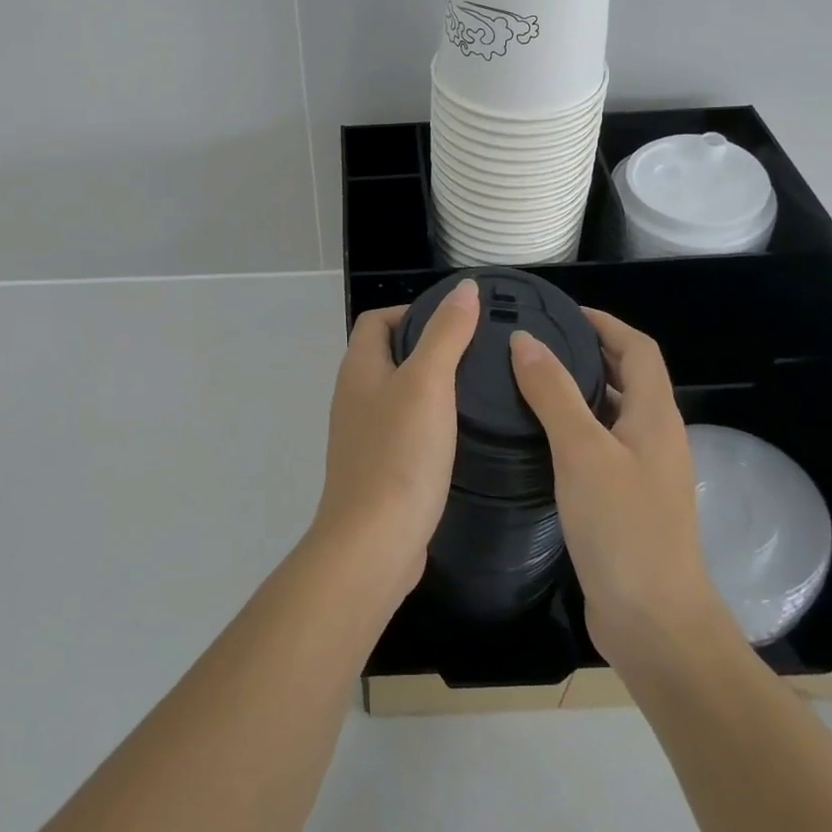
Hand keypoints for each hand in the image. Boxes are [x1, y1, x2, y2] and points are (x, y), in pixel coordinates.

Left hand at [315, 279, 480, 607]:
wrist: (373, 543)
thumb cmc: (400, 454)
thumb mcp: (428, 383)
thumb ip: (446, 334)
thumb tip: (463, 288)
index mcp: (359, 369)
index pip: (377, 320)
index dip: (412, 311)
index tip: (457, 321)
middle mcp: (354, 396)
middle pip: (388, 354)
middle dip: (428, 346)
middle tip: (477, 353)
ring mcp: (363, 435)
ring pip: (398, 394)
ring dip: (431, 386)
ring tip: (477, 388)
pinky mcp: (379, 468)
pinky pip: (404, 430)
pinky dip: (429, 421)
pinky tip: (460, 433)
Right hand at [509, 310, 725, 668]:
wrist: (654, 623)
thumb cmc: (623, 529)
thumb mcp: (582, 451)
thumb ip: (553, 392)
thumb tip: (525, 340)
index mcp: (654, 417)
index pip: (638, 349)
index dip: (605, 323)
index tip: (562, 311)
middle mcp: (654, 438)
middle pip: (626, 378)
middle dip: (587, 352)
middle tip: (534, 343)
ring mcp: (642, 473)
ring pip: (610, 414)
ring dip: (577, 391)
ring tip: (526, 381)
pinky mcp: (624, 502)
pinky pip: (598, 447)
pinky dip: (572, 429)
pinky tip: (537, 438)